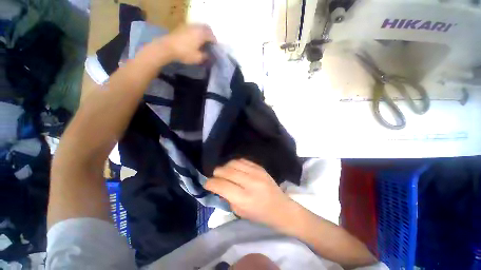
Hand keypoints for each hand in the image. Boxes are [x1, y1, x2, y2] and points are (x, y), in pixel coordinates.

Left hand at [157, 24, 215, 64]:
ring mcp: (189, 26)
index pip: (212, 37)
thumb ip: (206, 56)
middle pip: (207, 28)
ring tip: (203, 42)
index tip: (215, 49)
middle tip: (210, 44)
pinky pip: (193, 28)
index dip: (215, 43)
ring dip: (203, 33)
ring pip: (200, 27)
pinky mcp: (182, 27)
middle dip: (210, 35)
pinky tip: (194, 39)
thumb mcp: (198, 58)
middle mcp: (197, 27)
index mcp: (202, 34)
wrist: (167, 47)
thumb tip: (210, 55)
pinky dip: (197, 32)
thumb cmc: (185, 53)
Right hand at [205, 159, 294, 226]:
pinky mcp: (260, 167)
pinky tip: (234, 168)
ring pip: (233, 163)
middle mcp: (250, 182)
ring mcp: (256, 172)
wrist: (280, 207)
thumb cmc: (260, 214)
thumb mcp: (240, 212)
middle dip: (216, 173)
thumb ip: (227, 198)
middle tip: (216, 177)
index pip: (221, 185)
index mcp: (244, 198)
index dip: (210, 183)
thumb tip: (218, 186)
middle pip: (226, 171)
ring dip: (225, 167)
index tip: (207, 184)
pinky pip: (242, 160)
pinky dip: (235, 163)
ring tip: (224, 172)